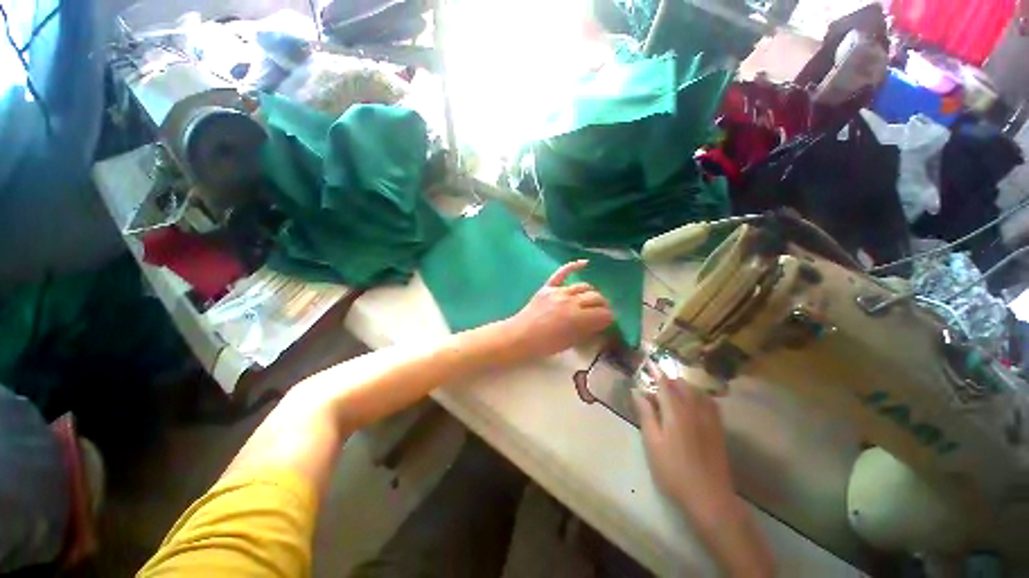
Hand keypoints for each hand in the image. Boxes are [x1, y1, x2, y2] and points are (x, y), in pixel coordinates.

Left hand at [502, 260, 613, 361]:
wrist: (520, 336)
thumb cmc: (546, 345)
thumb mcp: (571, 342)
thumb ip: (588, 330)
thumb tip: (601, 323)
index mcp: (578, 318)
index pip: (604, 313)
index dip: (609, 319)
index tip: (608, 322)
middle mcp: (571, 301)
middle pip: (597, 298)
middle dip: (603, 306)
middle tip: (602, 313)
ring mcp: (559, 291)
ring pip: (584, 286)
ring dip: (591, 293)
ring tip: (591, 301)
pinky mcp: (548, 286)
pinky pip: (562, 273)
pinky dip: (573, 266)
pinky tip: (585, 263)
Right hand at [634, 374, 734, 522]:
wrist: (709, 496)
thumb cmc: (673, 470)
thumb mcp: (652, 442)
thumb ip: (646, 414)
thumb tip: (637, 392)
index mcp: (676, 411)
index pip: (664, 384)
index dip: (656, 372)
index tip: (649, 361)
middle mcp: (694, 409)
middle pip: (682, 385)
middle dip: (669, 379)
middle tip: (656, 382)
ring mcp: (710, 419)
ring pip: (697, 392)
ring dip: (684, 386)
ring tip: (673, 390)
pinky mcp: (719, 429)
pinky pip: (710, 403)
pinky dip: (699, 396)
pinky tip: (695, 403)